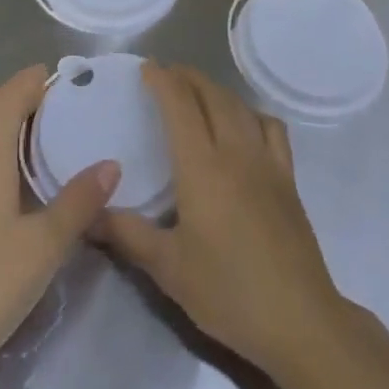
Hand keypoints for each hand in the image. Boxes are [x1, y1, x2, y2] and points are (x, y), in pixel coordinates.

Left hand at [0, 65, 119, 381]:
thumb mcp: (43, 246)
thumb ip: (78, 202)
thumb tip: (112, 163)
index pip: (8, 97)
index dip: (33, 80)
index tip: (66, 76)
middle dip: (25, 98)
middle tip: (65, 104)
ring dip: (9, 124)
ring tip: (45, 135)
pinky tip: (15, 181)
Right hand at [96, 63, 346, 375]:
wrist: (299, 320)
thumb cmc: (228, 292)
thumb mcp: (169, 269)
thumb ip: (127, 235)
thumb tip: (89, 214)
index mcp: (202, 166)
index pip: (180, 105)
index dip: (163, 80)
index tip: (146, 67)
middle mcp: (235, 151)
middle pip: (211, 95)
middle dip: (187, 77)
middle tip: (166, 75)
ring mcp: (266, 161)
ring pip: (239, 106)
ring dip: (216, 89)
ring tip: (198, 92)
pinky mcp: (288, 178)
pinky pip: (271, 128)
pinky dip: (252, 113)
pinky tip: (245, 125)